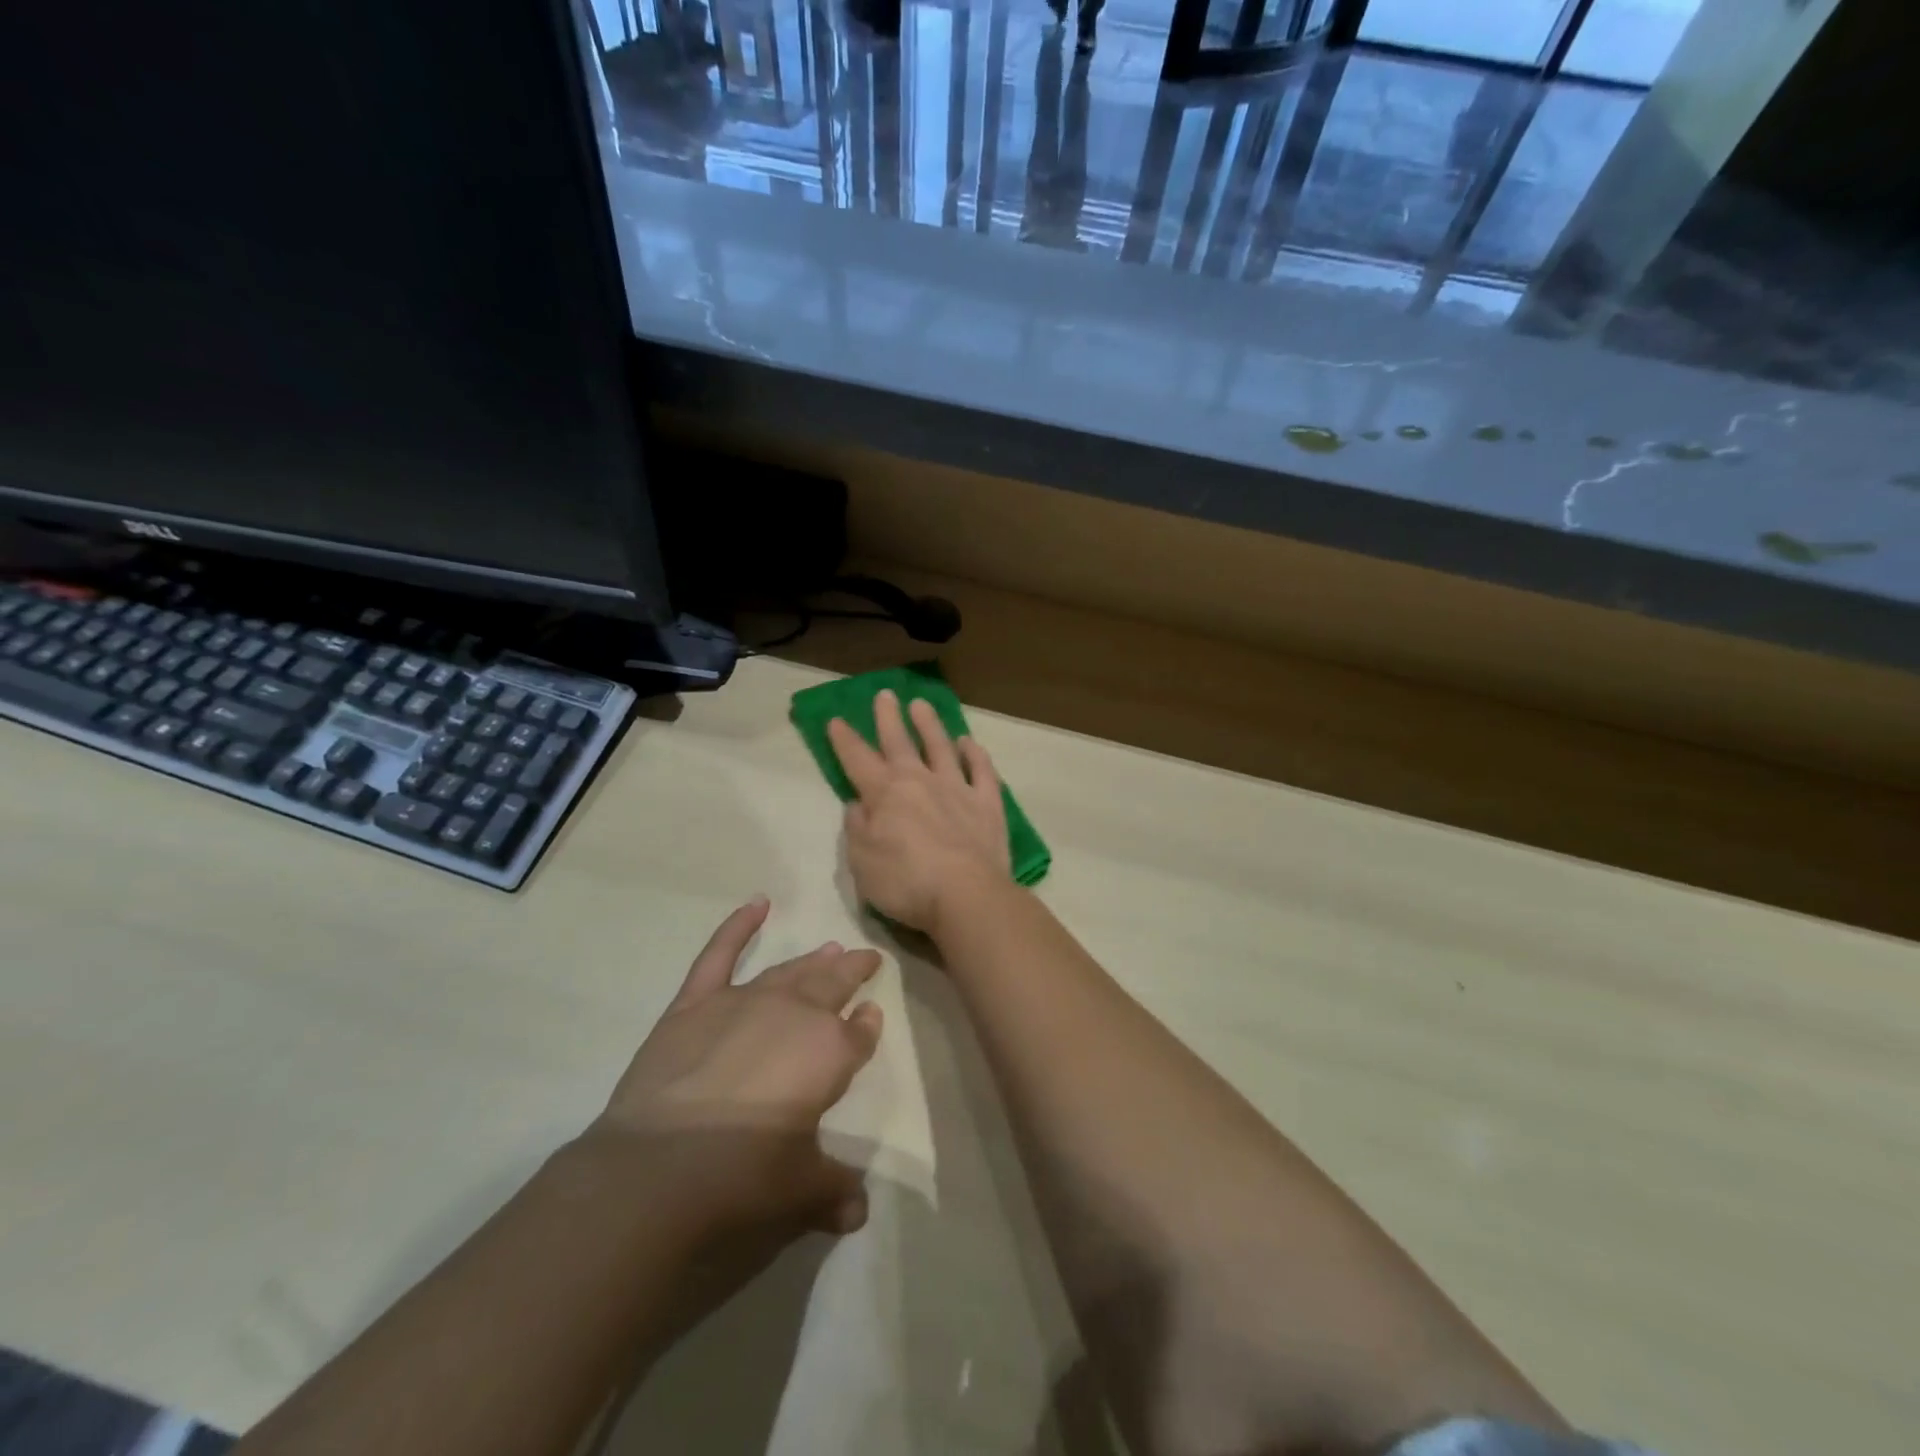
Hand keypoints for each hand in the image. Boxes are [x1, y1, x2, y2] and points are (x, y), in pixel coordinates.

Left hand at [590, 897, 882, 1246]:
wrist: (659, 1170)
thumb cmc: (744, 1179)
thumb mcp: (800, 1192)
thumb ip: (832, 1191)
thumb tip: (857, 1212)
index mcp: (828, 1054)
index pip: (858, 1034)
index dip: (867, 1026)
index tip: (871, 1016)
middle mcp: (794, 1015)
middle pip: (831, 986)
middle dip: (851, 972)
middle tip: (864, 959)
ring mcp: (743, 1002)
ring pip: (788, 971)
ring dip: (812, 959)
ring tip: (829, 948)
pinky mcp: (695, 1003)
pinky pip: (720, 955)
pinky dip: (738, 926)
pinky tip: (757, 904)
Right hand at [828, 690, 1010, 935]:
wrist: (967, 895)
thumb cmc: (906, 883)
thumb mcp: (862, 862)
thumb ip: (857, 830)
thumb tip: (857, 806)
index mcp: (885, 794)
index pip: (858, 760)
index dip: (845, 740)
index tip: (836, 720)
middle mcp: (920, 781)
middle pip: (899, 742)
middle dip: (888, 718)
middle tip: (884, 694)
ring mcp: (957, 789)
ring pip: (941, 747)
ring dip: (929, 725)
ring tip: (921, 704)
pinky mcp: (988, 803)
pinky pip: (982, 770)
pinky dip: (975, 754)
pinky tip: (969, 742)